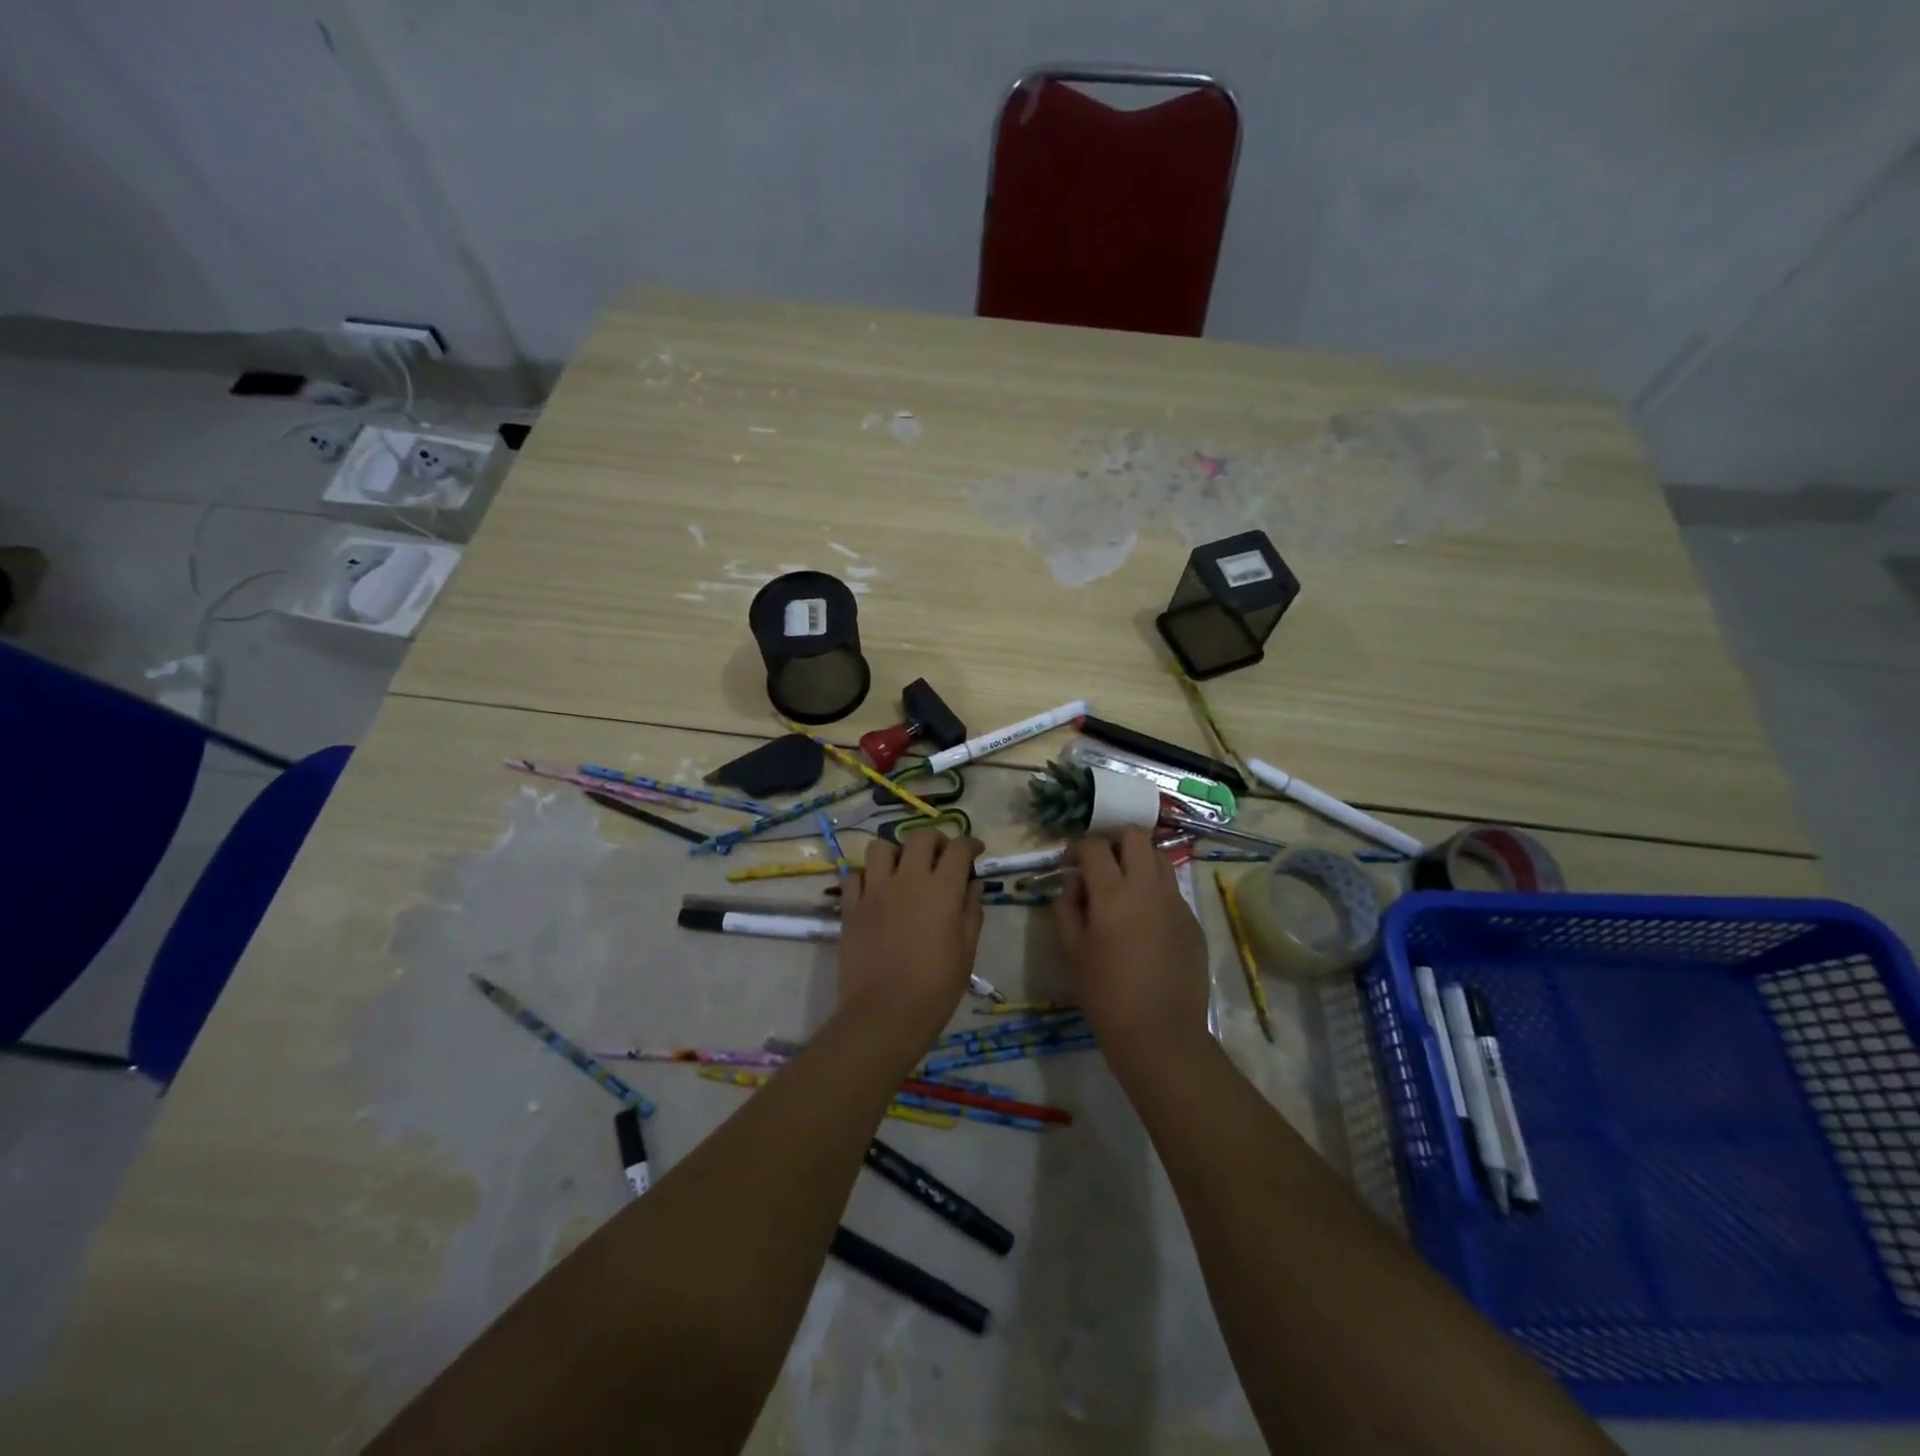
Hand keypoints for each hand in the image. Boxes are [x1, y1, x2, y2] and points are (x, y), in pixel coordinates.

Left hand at [836, 832, 983, 1052]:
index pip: (958, 848)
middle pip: (920, 837)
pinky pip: (854, 875)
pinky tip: (875, 891)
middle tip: (941, 856)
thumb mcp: (967, 950)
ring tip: (902, 869)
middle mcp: (907, 879)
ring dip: (895, 852)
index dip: (970, 844)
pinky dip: (866, 877)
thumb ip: (971, 910)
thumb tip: (973, 883)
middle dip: (935, 840)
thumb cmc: (936, 987)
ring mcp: (874, 891)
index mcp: (941, 889)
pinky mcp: (850, 907)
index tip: (975, 851)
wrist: (885, 1014)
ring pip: (880, 847)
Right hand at [1052, 829, 1210, 1062]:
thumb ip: (1067, 908)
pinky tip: (1144, 919)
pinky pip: (1172, 889)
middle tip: (1100, 864)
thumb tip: (1073, 884)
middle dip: (1114, 841)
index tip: (1069, 861)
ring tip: (1124, 885)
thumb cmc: (1105, 994)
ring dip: (1138, 860)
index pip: (1095, 847)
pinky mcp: (1192, 920)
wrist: (1160, 1033)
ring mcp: (1176, 902)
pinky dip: (1154, 889)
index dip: (1078, 847)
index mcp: (1113, 893)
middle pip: (1135, 837)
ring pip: (1159, 858)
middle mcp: (1148, 887)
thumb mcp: (1072, 950)